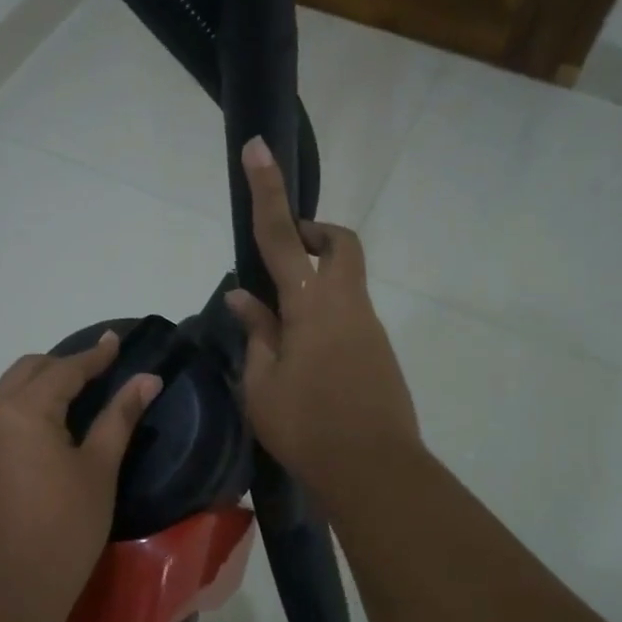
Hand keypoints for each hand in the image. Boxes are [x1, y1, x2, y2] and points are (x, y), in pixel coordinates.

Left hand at [0, 333, 161, 621]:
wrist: (3, 594)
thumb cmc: (63, 530)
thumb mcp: (99, 470)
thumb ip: (119, 417)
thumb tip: (147, 378)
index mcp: (24, 410)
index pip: (64, 370)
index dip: (94, 356)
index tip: (116, 341)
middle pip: (28, 371)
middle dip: (63, 365)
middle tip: (99, 370)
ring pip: (8, 392)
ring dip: (40, 384)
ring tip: (75, 395)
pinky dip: (23, 408)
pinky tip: (46, 429)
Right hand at [226, 137, 419, 500]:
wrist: (374, 472)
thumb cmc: (306, 427)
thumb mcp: (262, 383)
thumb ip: (256, 333)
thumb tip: (241, 296)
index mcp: (310, 306)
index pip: (279, 237)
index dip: (266, 191)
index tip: (257, 149)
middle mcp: (346, 305)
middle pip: (340, 244)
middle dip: (314, 233)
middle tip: (284, 254)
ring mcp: (369, 327)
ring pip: (345, 281)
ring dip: (316, 282)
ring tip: (280, 327)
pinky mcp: (380, 351)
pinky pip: (349, 315)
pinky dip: (324, 315)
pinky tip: (303, 358)